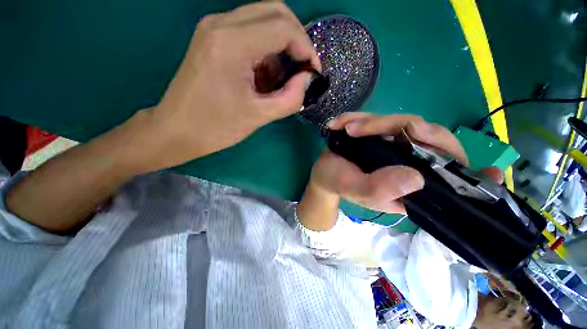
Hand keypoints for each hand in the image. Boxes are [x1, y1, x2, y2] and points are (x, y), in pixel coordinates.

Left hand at [143, 2, 319, 169]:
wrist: (177, 130)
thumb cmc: (216, 127)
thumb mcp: (259, 116)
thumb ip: (291, 98)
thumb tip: (307, 79)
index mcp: (231, 43)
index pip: (283, 27)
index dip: (306, 48)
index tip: (313, 72)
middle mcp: (221, 24)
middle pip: (275, 12)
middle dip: (297, 41)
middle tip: (302, 70)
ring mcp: (214, 28)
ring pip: (263, 20)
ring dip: (281, 48)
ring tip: (280, 81)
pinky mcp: (213, 39)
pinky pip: (250, 33)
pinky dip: (266, 52)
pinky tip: (264, 78)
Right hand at [309, 112, 502, 213]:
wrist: (325, 172)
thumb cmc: (338, 183)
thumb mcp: (356, 191)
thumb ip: (380, 189)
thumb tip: (416, 177)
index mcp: (411, 188)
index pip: (452, 181)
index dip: (474, 177)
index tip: (492, 173)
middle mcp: (413, 165)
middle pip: (434, 140)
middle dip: (403, 128)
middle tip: (366, 128)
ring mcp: (400, 146)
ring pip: (408, 123)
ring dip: (374, 122)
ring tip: (347, 129)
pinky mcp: (385, 134)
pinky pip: (383, 118)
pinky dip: (361, 117)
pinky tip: (342, 123)